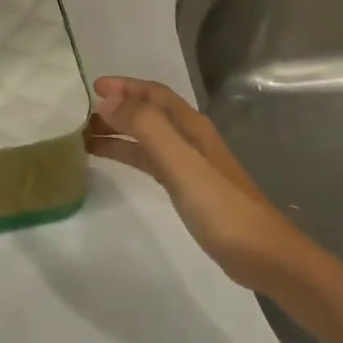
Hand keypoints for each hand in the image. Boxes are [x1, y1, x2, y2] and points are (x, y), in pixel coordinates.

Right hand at [87, 77, 326, 299]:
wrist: (263, 255)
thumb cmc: (222, 209)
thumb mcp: (182, 164)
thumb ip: (147, 129)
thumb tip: (108, 101)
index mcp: (191, 127)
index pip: (154, 94)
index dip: (124, 87)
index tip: (90, 89)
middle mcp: (191, 139)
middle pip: (149, 114)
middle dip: (116, 109)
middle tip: (78, 117)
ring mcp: (190, 165)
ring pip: (147, 138)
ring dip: (119, 133)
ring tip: (84, 138)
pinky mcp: (188, 188)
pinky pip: (151, 161)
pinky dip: (129, 155)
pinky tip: (114, 163)